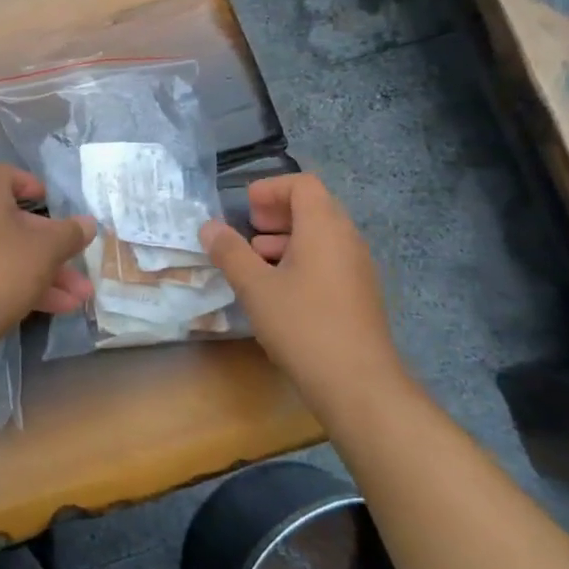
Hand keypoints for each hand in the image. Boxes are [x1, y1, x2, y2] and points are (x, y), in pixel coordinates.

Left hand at [0, 165, 95, 353]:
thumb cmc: (1, 270)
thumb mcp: (46, 250)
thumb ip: (70, 234)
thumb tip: (88, 223)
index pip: (4, 175)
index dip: (29, 184)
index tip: (51, 201)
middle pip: (16, 222)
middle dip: (54, 246)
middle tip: (80, 261)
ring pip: (11, 255)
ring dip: (48, 273)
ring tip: (81, 296)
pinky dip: (27, 287)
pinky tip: (60, 308)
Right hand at [200, 174, 403, 404]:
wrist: (358, 384)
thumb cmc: (303, 325)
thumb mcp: (255, 287)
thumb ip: (230, 252)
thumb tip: (209, 226)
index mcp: (324, 227)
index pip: (303, 184)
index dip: (271, 188)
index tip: (245, 207)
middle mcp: (347, 239)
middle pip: (314, 207)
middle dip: (278, 212)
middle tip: (249, 229)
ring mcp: (357, 268)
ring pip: (321, 236)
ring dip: (287, 238)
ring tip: (257, 259)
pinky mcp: (359, 294)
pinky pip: (329, 259)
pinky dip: (302, 259)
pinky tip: (279, 290)